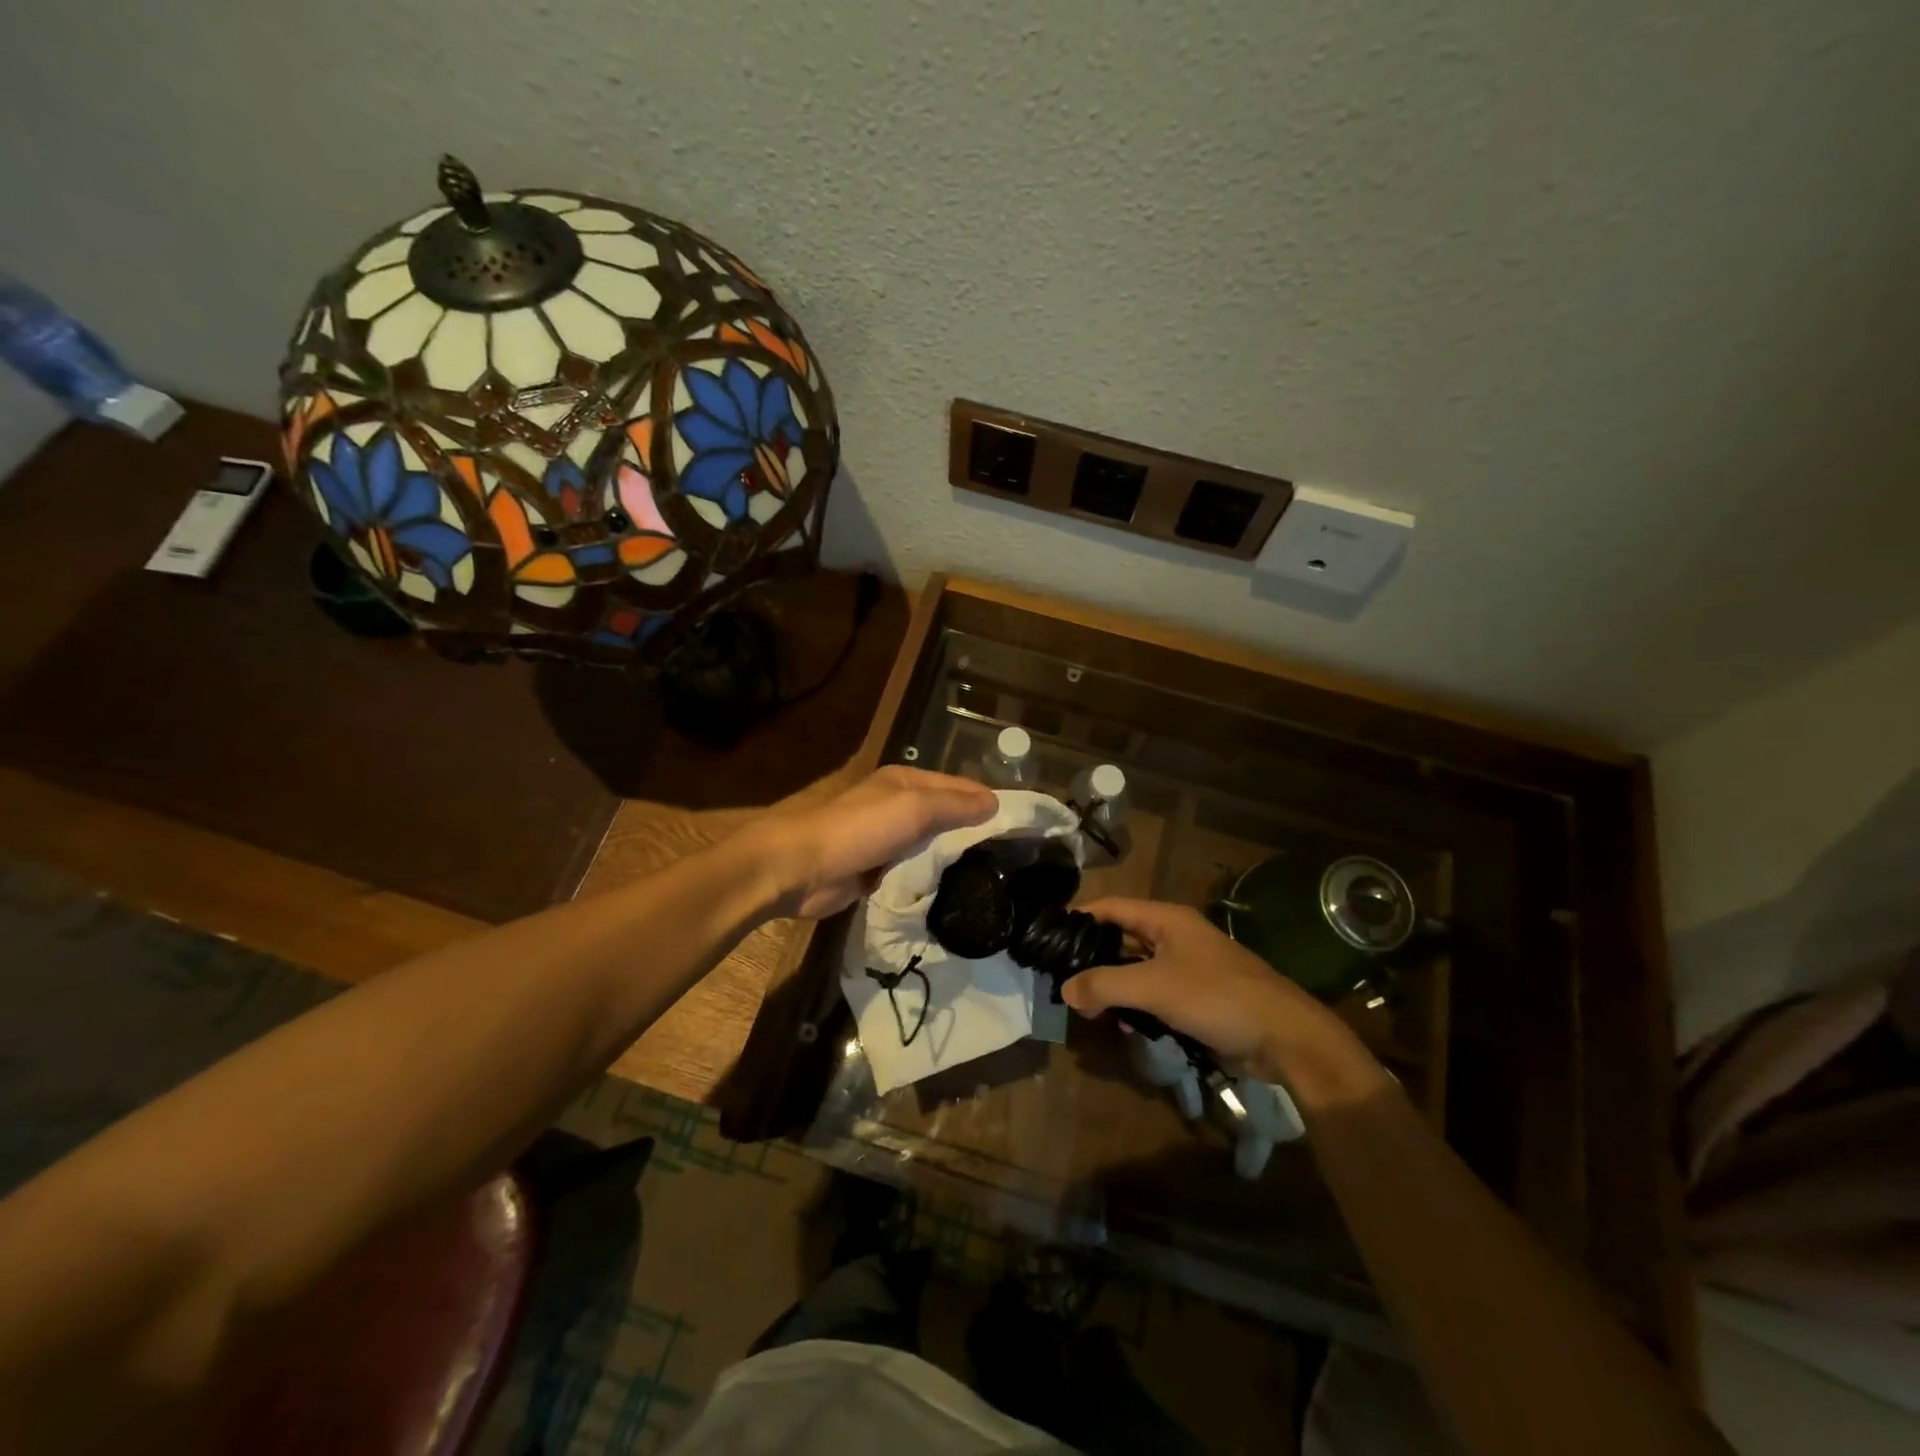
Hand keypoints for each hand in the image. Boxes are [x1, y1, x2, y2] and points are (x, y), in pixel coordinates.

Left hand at [752, 766, 996, 918]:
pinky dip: (931, 879)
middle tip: (1014, 860)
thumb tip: (995, 803)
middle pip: (947, 817)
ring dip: (954, 859)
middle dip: (974, 833)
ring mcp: (887, 840)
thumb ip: (954, 804)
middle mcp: (898, 806)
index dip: (989, 802)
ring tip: (993, 880)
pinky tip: (955, 894)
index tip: (1022, 827)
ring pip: (932, 847)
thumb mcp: (913, 808)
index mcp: (906, 782)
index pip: (960, 787)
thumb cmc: (858, 829)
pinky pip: (914, 872)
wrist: (798, 868)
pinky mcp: (876, 870)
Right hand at [1065, 898, 1377, 1089]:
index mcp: (1167, 920)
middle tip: (1063, 980)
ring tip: (1089, 1009)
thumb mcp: (1154, 988)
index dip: (1081, 916)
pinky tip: (1126, 1027)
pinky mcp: (1199, 998)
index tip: (1050, 934)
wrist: (1284, 1037)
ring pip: (1138, 970)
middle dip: (1094, 959)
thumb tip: (1065, 989)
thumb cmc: (1216, 997)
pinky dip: (1137, 1006)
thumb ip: (1105, 985)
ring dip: (1115, 987)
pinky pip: (1156, 995)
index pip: (1112, 907)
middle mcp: (1176, 936)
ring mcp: (1189, 967)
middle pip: (1123, 938)